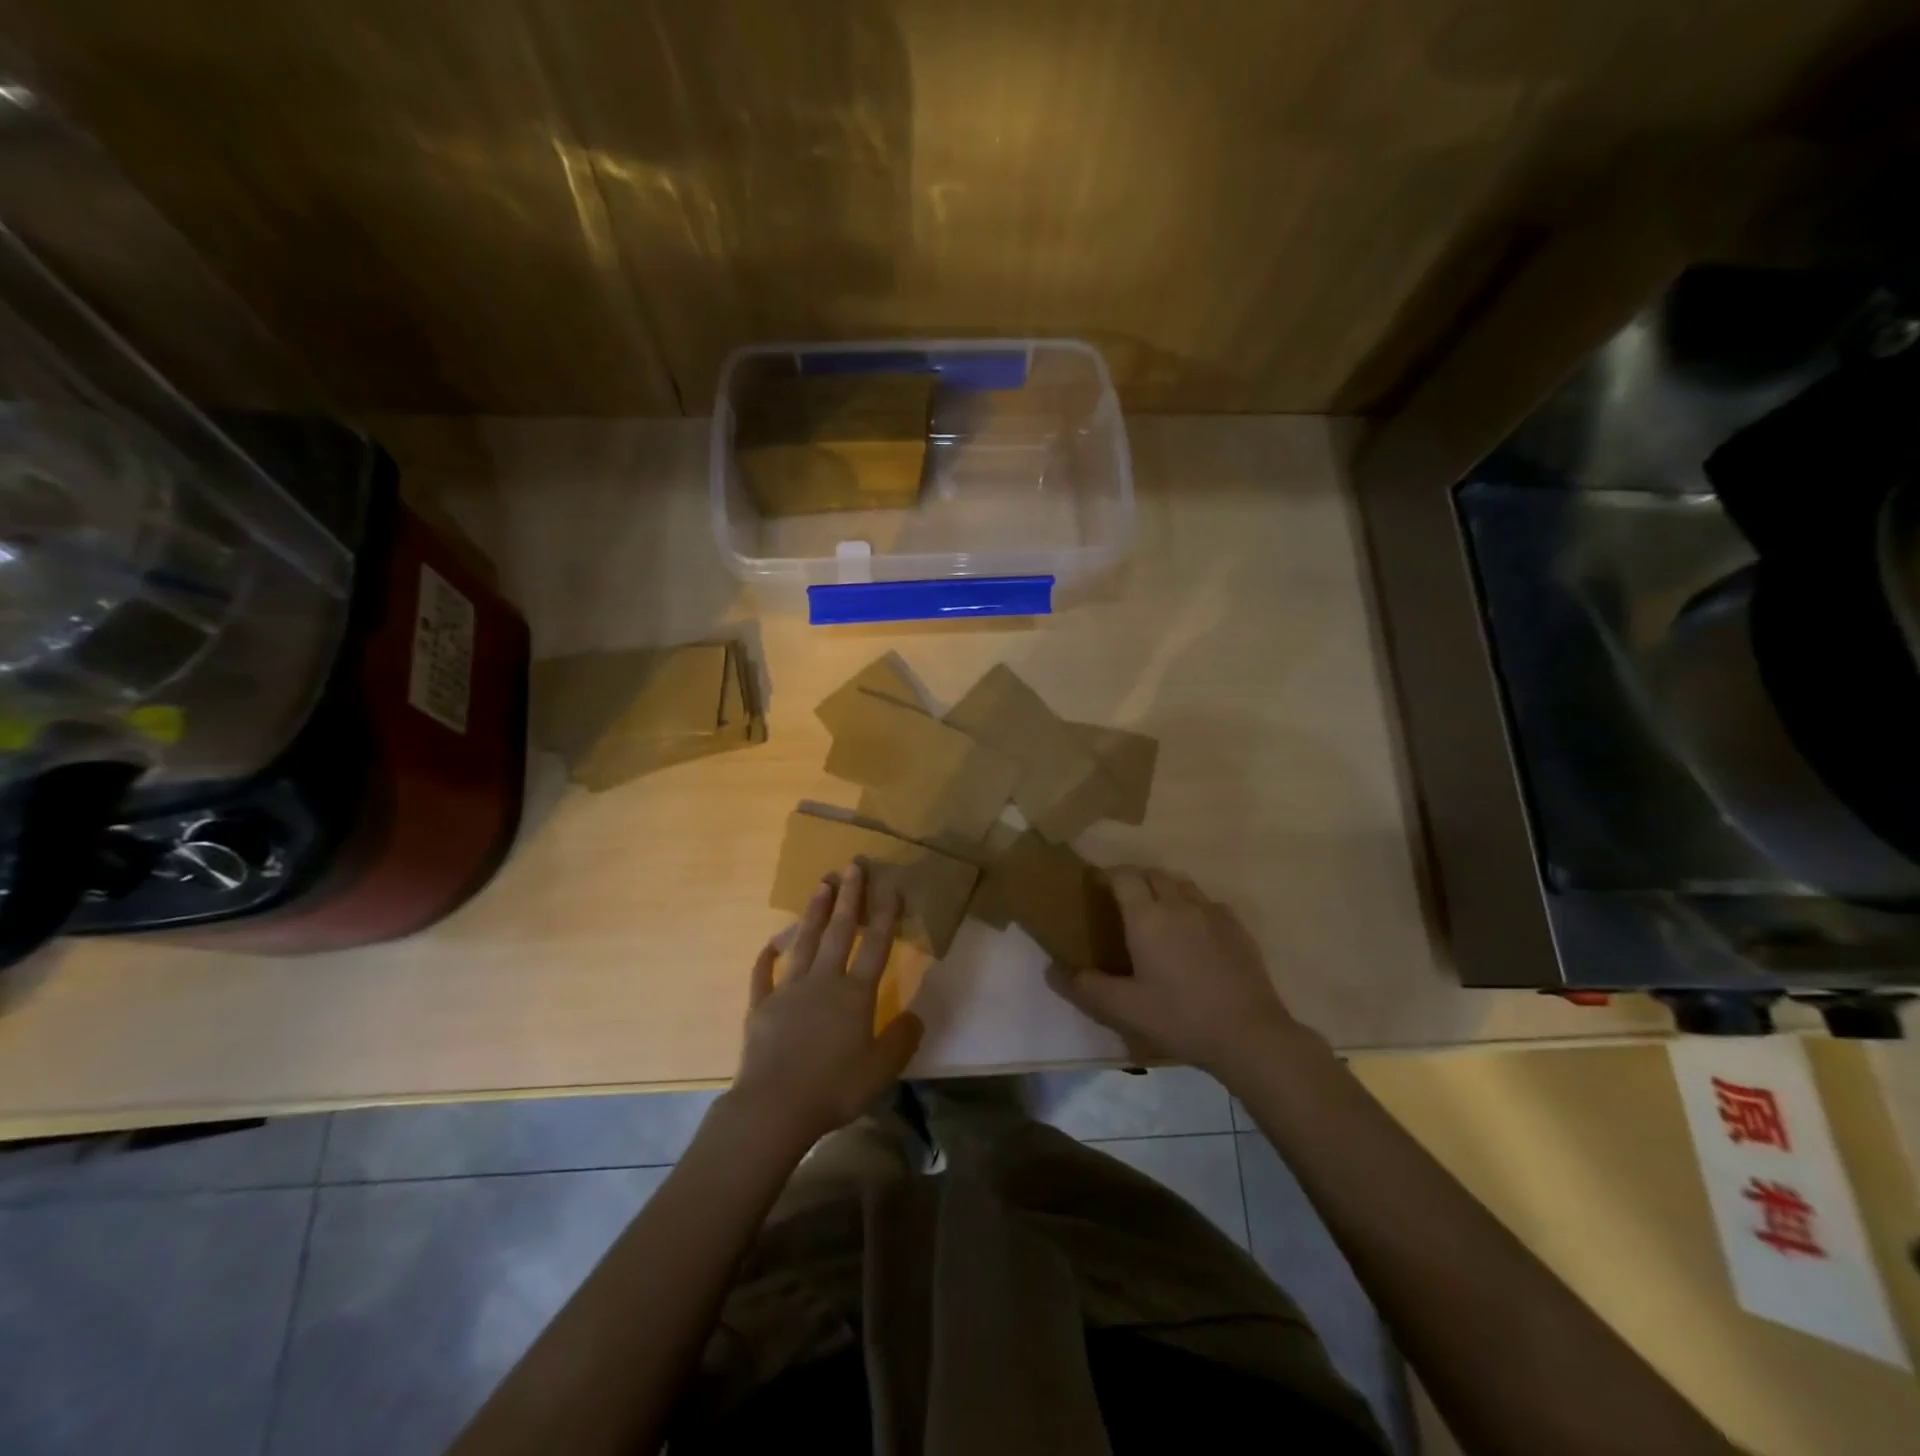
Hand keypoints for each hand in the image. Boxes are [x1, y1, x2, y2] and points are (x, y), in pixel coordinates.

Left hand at [729, 862, 922, 1153]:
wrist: (774, 1107)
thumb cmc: (834, 1089)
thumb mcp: (881, 1071)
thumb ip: (902, 1039)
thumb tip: (916, 1015)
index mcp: (855, 994)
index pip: (875, 945)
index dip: (886, 915)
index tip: (891, 886)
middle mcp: (823, 981)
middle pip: (838, 931)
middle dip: (849, 896)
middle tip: (853, 865)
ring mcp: (789, 989)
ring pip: (803, 941)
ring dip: (814, 911)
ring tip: (822, 884)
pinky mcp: (761, 1005)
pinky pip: (763, 973)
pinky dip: (766, 956)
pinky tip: (771, 943)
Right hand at [1048, 866, 1324, 1080]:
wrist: (1248, 1033)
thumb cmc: (1179, 1017)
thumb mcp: (1124, 1009)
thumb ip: (1085, 988)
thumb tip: (1051, 970)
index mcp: (1147, 917)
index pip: (1123, 875)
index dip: (1108, 875)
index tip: (1097, 886)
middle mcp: (1179, 904)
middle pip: (1152, 874)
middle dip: (1135, 879)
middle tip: (1123, 902)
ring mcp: (1212, 913)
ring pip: (1182, 884)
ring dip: (1165, 889)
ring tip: (1158, 914)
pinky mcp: (1237, 927)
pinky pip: (1208, 903)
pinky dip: (1193, 907)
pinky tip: (1194, 934)